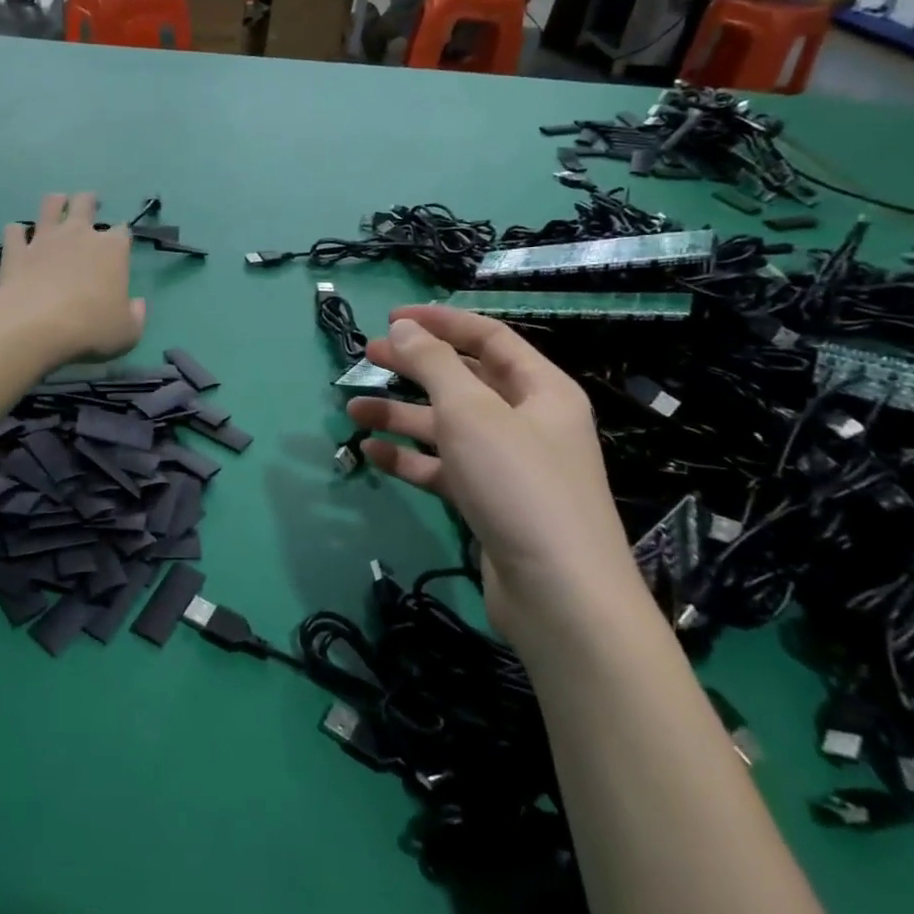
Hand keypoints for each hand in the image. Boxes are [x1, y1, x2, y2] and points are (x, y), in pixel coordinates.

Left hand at [0, 192, 145, 368]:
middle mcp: (79, 234)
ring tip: (57, 203)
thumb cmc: (89, 328)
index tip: (120, 245)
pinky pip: (14, 231)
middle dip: (89, 201)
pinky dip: (17, 232)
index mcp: (112, 250)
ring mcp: (44, 239)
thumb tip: (138, 305)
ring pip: (50, 205)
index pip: (122, 232)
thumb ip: (136, 316)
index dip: (122, 236)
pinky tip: (18, 237)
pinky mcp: (16, 251)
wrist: (34, 325)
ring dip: (55, 202)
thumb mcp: (127, 333)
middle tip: (90, 203)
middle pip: (85, 203)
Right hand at [346, 305, 637, 644]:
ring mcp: (509, 465)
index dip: (440, 321)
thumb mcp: (471, 412)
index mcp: (541, 390)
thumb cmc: (518, 485)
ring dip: (401, 415)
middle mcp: (528, 421)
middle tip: (367, 356)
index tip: (391, 317)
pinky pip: (443, 468)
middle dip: (415, 366)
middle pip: (464, 380)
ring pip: (448, 426)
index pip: (488, 337)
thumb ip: (434, 364)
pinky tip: (371, 454)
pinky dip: (409, 458)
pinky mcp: (489, 503)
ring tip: (353, 410)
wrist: (559, 596)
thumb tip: (403, 326)